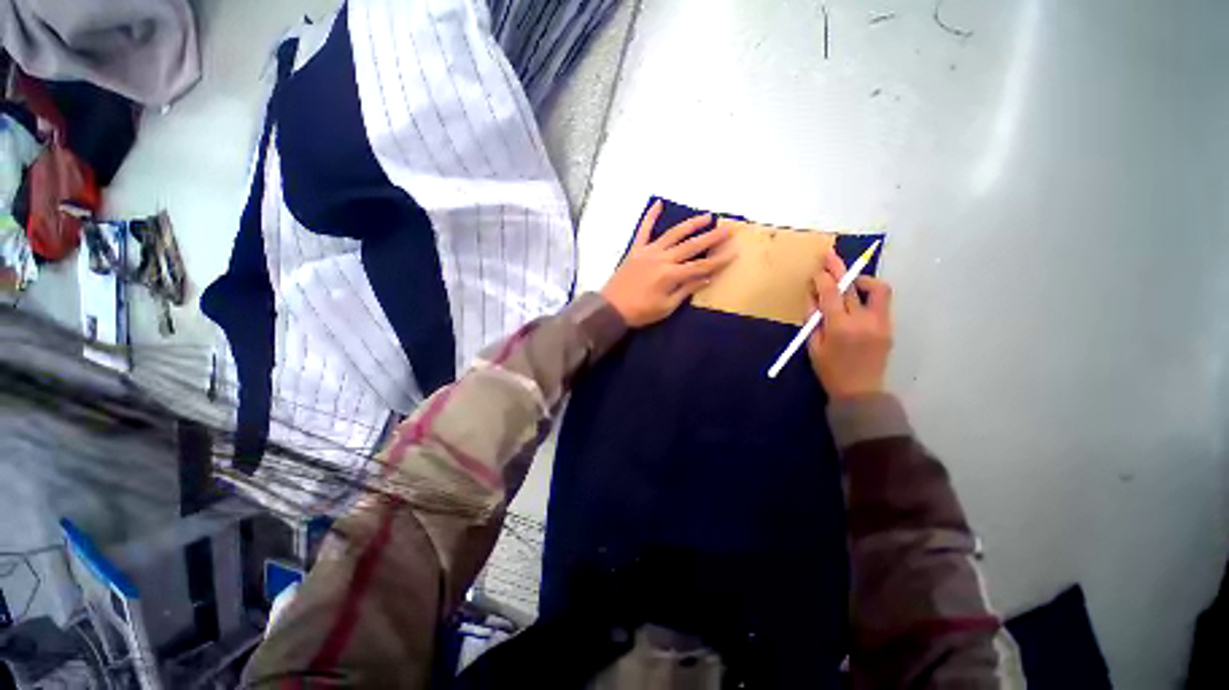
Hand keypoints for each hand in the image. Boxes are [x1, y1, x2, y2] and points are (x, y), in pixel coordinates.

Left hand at [601, 200, 734, 326]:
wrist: (611, 308)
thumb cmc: (641, 312)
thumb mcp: (666, 307)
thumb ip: (686, 290)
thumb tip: (706, 278)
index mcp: (671, 275)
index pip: (700, 266)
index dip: (718, 260)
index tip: (734, 252)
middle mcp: (662, 258)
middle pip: (691, 246)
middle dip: (712, 237)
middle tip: (728, 229)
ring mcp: (648, 251)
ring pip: (673, 234)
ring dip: (691, 224)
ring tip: (707, 216)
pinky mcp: (636, 249)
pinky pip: (644, 230)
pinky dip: (650, 216)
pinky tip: (658, 203)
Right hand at [806, 248, 892, 398]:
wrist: (861, 392)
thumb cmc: (830, 371)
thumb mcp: (813, 347)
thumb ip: (812, 320)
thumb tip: (811, 296)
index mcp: (840, 328)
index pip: (831, 294)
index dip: (822, 279)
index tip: (816, 270)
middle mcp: (863, 321)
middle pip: (851, 287)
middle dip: (839, 269)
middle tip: (830, 255)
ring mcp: (880, 322)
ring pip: (876, 289)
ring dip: (860, 279)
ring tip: (848, 280)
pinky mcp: (888, 326)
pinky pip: (881, 301)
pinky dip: (868, 293)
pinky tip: (857, 297)